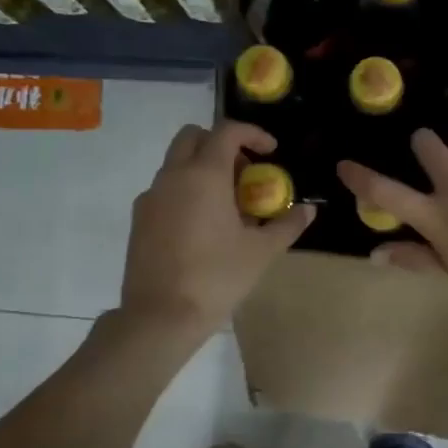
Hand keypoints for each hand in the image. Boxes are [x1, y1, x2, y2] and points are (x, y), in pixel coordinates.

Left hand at [120, 120, 313, 338]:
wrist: (161, 316)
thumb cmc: (217, 277)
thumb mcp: (261, 252)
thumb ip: (287, 224)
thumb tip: (308, 210)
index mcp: (204, 175)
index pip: (227, 131)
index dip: (252, 134)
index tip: (271, 151)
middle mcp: (172, 176)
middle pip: (193, 137)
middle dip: (221, 144)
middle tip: (245, 173)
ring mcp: (151, 197)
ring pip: (176, 163)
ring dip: (202, 168)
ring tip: (228, 204)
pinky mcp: (139, 219)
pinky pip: (165, 189)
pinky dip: (186, 191)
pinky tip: (202, 226)